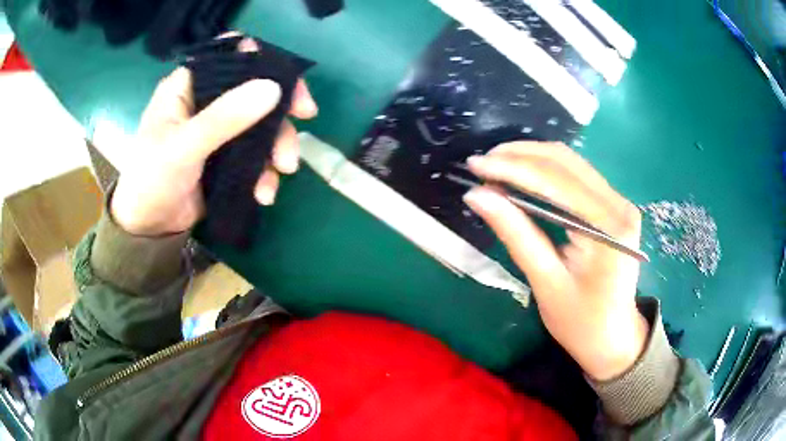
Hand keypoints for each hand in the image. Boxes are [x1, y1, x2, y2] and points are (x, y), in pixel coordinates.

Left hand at [111, 37, 317, 235]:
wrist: (149, 225)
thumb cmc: (152, 178)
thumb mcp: (184, 147)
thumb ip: (223, 118)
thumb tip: (272, 88)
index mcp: (190, 85)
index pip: (232, 56)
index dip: (264, 63)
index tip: (289, 86)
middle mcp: (207, 100)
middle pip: (255, 90)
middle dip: (279, 113)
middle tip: (302, 122)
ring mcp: (219, 128)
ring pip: (261, 123)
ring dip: (277, 147)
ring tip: (282, 171)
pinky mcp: (227, 154)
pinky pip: (256, 153)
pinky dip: (265, 171)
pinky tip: (263, 193)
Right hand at [464, 142, 648, 380]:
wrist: (614, 339)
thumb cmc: (582, 322)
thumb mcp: (546, 282)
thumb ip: (516, 234)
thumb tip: (477, 196)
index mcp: (609, 226)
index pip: (556, 182)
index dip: (513, 168)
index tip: (476, 165)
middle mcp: (619, 204)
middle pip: (565, 162)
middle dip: (520, 156)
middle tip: (482, 163)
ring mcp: (618, 202)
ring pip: (570, 164)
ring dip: (531, 159)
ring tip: (496, 165)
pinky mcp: (611, 207)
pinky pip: (576, 177)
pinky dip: (545, 172)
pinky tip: (522, 175)